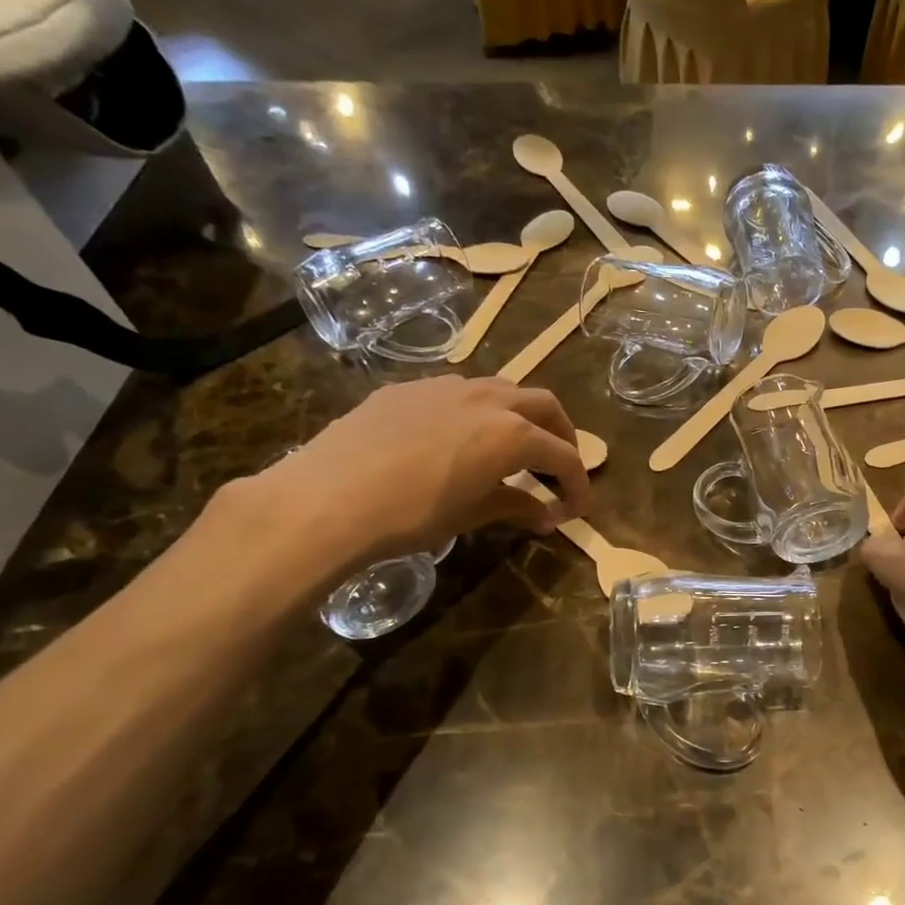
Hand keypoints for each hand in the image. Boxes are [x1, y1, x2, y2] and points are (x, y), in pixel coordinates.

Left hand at [235, 376, 591, 581]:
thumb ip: (514, 507)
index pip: (564, 456)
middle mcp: (489, 399)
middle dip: (561, 435)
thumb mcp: (470, 515)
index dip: (578, 484)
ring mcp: (447, 386)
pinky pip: (461, 391)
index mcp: (512, 434)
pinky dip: (479, 411)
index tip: (576, 509)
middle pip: (545, 406)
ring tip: (514, 446)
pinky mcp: (410, 388)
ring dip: (521, 415)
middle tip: (558, 467)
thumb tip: (546, 517)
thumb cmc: (409, 515)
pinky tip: (459, 438)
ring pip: (504, 389)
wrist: (326, 498)